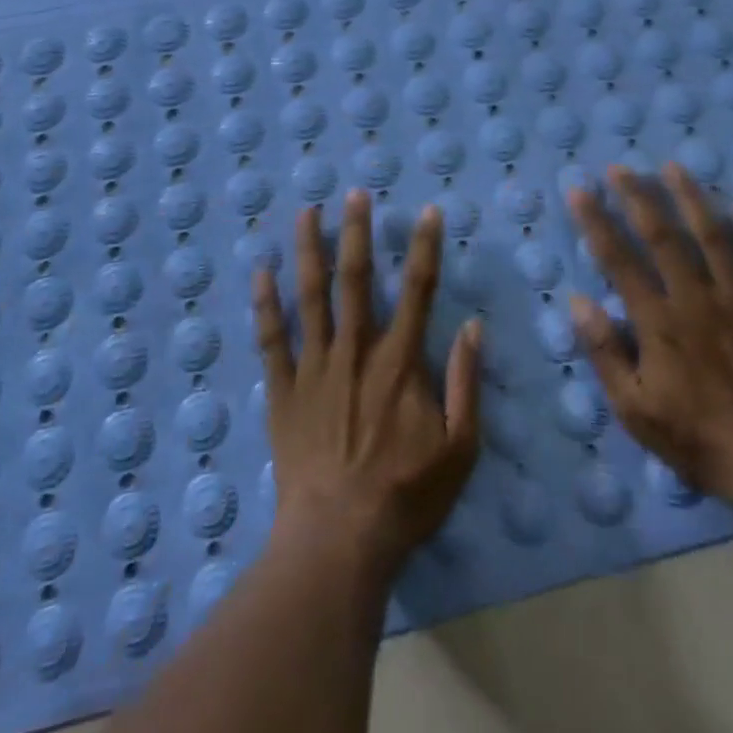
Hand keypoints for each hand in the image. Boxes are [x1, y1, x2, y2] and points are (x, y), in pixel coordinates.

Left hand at [253, 191, 483, 577]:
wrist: (339, 539)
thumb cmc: (405, 495)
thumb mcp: (460, 449)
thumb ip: (467, 383)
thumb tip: (474, 326)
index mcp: (399, 362)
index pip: (418, 291)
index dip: (425, 248)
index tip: (428, 211)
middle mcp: (355, 351)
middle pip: (356, 280)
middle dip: (357, 232)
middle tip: (355, 193)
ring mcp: (314, 367)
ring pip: (309, 297)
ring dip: (308, 250)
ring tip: (306, 212)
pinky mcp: (283, 390)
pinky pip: (271, 339)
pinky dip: (264, 304)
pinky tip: (259, 271)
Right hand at [566, 163, 732, 503]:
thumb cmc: (694, 436)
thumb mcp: (634, 407)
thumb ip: (605, 352)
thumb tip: (579, 301)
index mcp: (658, 321)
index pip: (619, 259)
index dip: (596, 222)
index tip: (579, 191)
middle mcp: (695, 299)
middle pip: (663, 236)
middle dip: (638, 196)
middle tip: (620, 167)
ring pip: (712, 237)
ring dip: (691, 199)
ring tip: (675, 167)